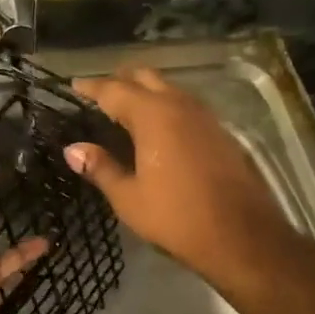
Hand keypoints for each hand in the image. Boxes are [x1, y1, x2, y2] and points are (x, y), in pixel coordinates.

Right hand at [64, 68, 291, 280]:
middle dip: (120, 80)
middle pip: (145, 78)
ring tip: (126, 107)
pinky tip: (159, 126)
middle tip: (100, 93)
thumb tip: (73, 149)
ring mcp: (204, 116)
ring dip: (146, 91)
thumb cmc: (176, 217)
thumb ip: (100, 167)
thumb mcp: (129, 197)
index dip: (91, 87)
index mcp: (152, 115)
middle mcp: (179, 105)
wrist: (241, 235)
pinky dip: (166, 105)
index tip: (74, 86)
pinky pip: (186, 105)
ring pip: (169, 88)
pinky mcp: (220, 131)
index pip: (114, 90)